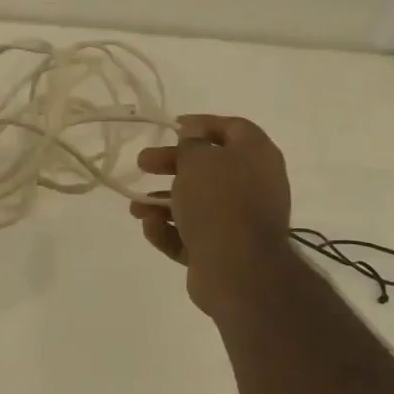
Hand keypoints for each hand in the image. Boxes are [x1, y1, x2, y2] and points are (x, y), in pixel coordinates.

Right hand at [128, 114, 293, 314]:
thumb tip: (193, 139)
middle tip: (143, 163)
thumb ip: (191, 144)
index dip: (201, 124)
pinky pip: (193, 234)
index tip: (172, 127)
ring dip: (163, 202)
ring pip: (197, 204)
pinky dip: (170, 230)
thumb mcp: (198, 159)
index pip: (232, 128)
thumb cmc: (219, 201)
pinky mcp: (225, 250)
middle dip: (171, 164)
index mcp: (257, 155)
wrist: (239, 268)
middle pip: (208, 167)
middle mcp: (254, 185)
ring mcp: (240, 221)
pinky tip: (149, 227)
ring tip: (135, 207)